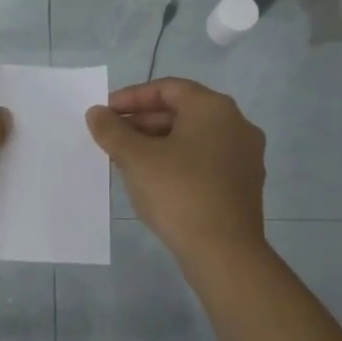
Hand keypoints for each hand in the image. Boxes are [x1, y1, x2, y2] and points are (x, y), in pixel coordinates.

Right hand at [86, 78, 267, 263]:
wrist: (224, 252)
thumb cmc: (178, 193)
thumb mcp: (136, 158)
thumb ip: (112, 130)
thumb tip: (97, 113)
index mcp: (213, 108)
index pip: (167, 88)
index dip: (131, 97)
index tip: (105, 113)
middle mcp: (236, 125)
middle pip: (181, 112)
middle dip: (142, 122)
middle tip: (111, 138)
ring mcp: (245, 156)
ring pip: (192, 138)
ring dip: (157, 143)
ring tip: (125, 160)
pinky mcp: (243, 185)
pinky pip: (204, 161)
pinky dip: (176, 162)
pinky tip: (152, 181)